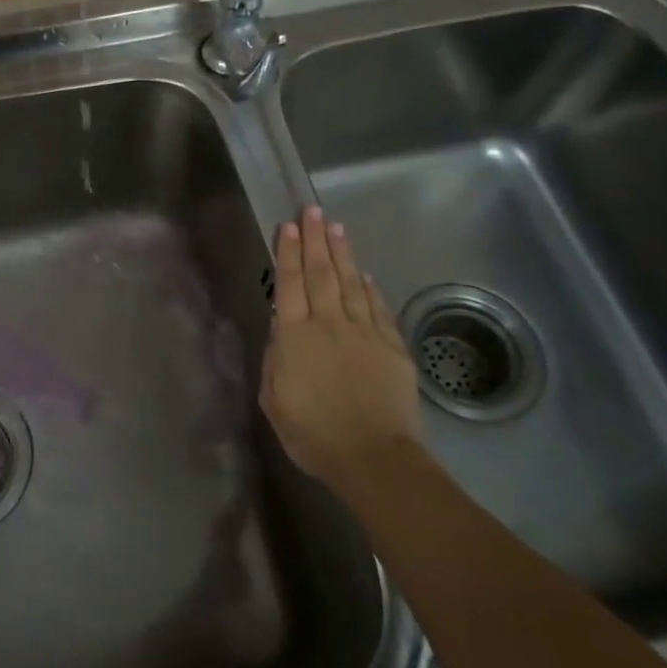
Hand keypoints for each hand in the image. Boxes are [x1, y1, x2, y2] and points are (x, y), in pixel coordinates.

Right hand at [261, 206, 423, 503]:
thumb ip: (276, 358)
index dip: (289, 253)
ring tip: (336, 228)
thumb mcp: (274, 399)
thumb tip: (281, 326)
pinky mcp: (392, 347)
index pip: (290, 284)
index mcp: (296, 336)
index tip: (289, 226)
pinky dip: (370, 288)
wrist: (372, 457)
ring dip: (342, 254)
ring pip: (350, 283)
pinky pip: (378, 309)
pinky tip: (364, 274)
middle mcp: (329, 324)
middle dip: (315, 240)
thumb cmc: (312, 433)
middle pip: (321, 274)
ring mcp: (364, 332)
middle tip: (312, 210)